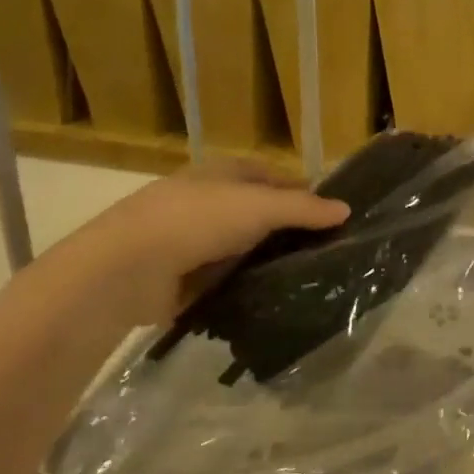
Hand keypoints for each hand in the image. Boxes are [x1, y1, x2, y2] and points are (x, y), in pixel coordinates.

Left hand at [40, 161, 348, 330]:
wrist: (127, 268)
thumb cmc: (198, 220)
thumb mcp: (260, 207)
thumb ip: (304, 209)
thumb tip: (346, 209)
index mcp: (221, 173)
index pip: (269, 175)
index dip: (299, 189)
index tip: (330, 212)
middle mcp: (205, 202)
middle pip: (256, 213)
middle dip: (285, 229)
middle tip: (325, 250)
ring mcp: (189, 241)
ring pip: (240, 248)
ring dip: (264, 261)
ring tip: (306, 279)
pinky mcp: (179, 279)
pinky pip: (222, 280)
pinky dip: (242, 287)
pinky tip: (269, 300)